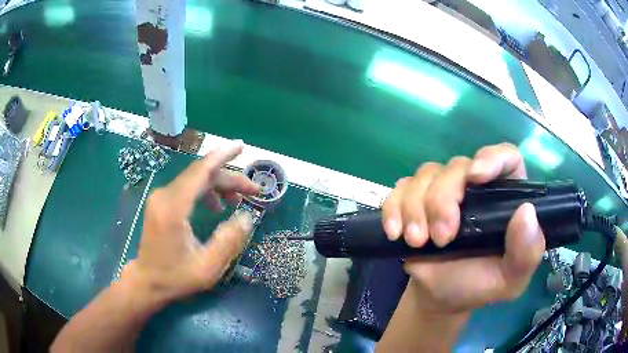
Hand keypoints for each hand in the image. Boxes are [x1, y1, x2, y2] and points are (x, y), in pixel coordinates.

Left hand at [121, 139, 260, 301]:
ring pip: (195, 180)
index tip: (241, 146)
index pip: (200, 171)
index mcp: (174, 208)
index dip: (222, 156)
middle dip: (230, 179)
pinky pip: (188, 188)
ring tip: (238, 199)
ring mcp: (161, 197)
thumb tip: (247, 217)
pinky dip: (206, 191)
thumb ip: (228, 241)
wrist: (147, 280)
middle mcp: (165, 196)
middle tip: (254, 190)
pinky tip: (217, 205)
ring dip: (219, 185)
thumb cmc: (176, 277)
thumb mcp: (207, 267)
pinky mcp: (161, 202)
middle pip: (201, 175)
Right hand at [382, 143, 545, 313]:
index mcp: (505, 197)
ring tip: (417, 241)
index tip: (476, 176)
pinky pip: (400, 188)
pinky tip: (395, 232)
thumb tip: (526, 212)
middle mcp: (476, 187)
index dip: (492, 158)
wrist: (440, 296)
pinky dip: (394, 207)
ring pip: (426, 174)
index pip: (506, 158)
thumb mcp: (511, 279)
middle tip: (441, 237)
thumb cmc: (479, 285)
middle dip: (444, 199)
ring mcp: (443, 191)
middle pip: (457, 166)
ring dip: (416, 207)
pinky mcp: (415, 200)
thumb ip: (527, 252)